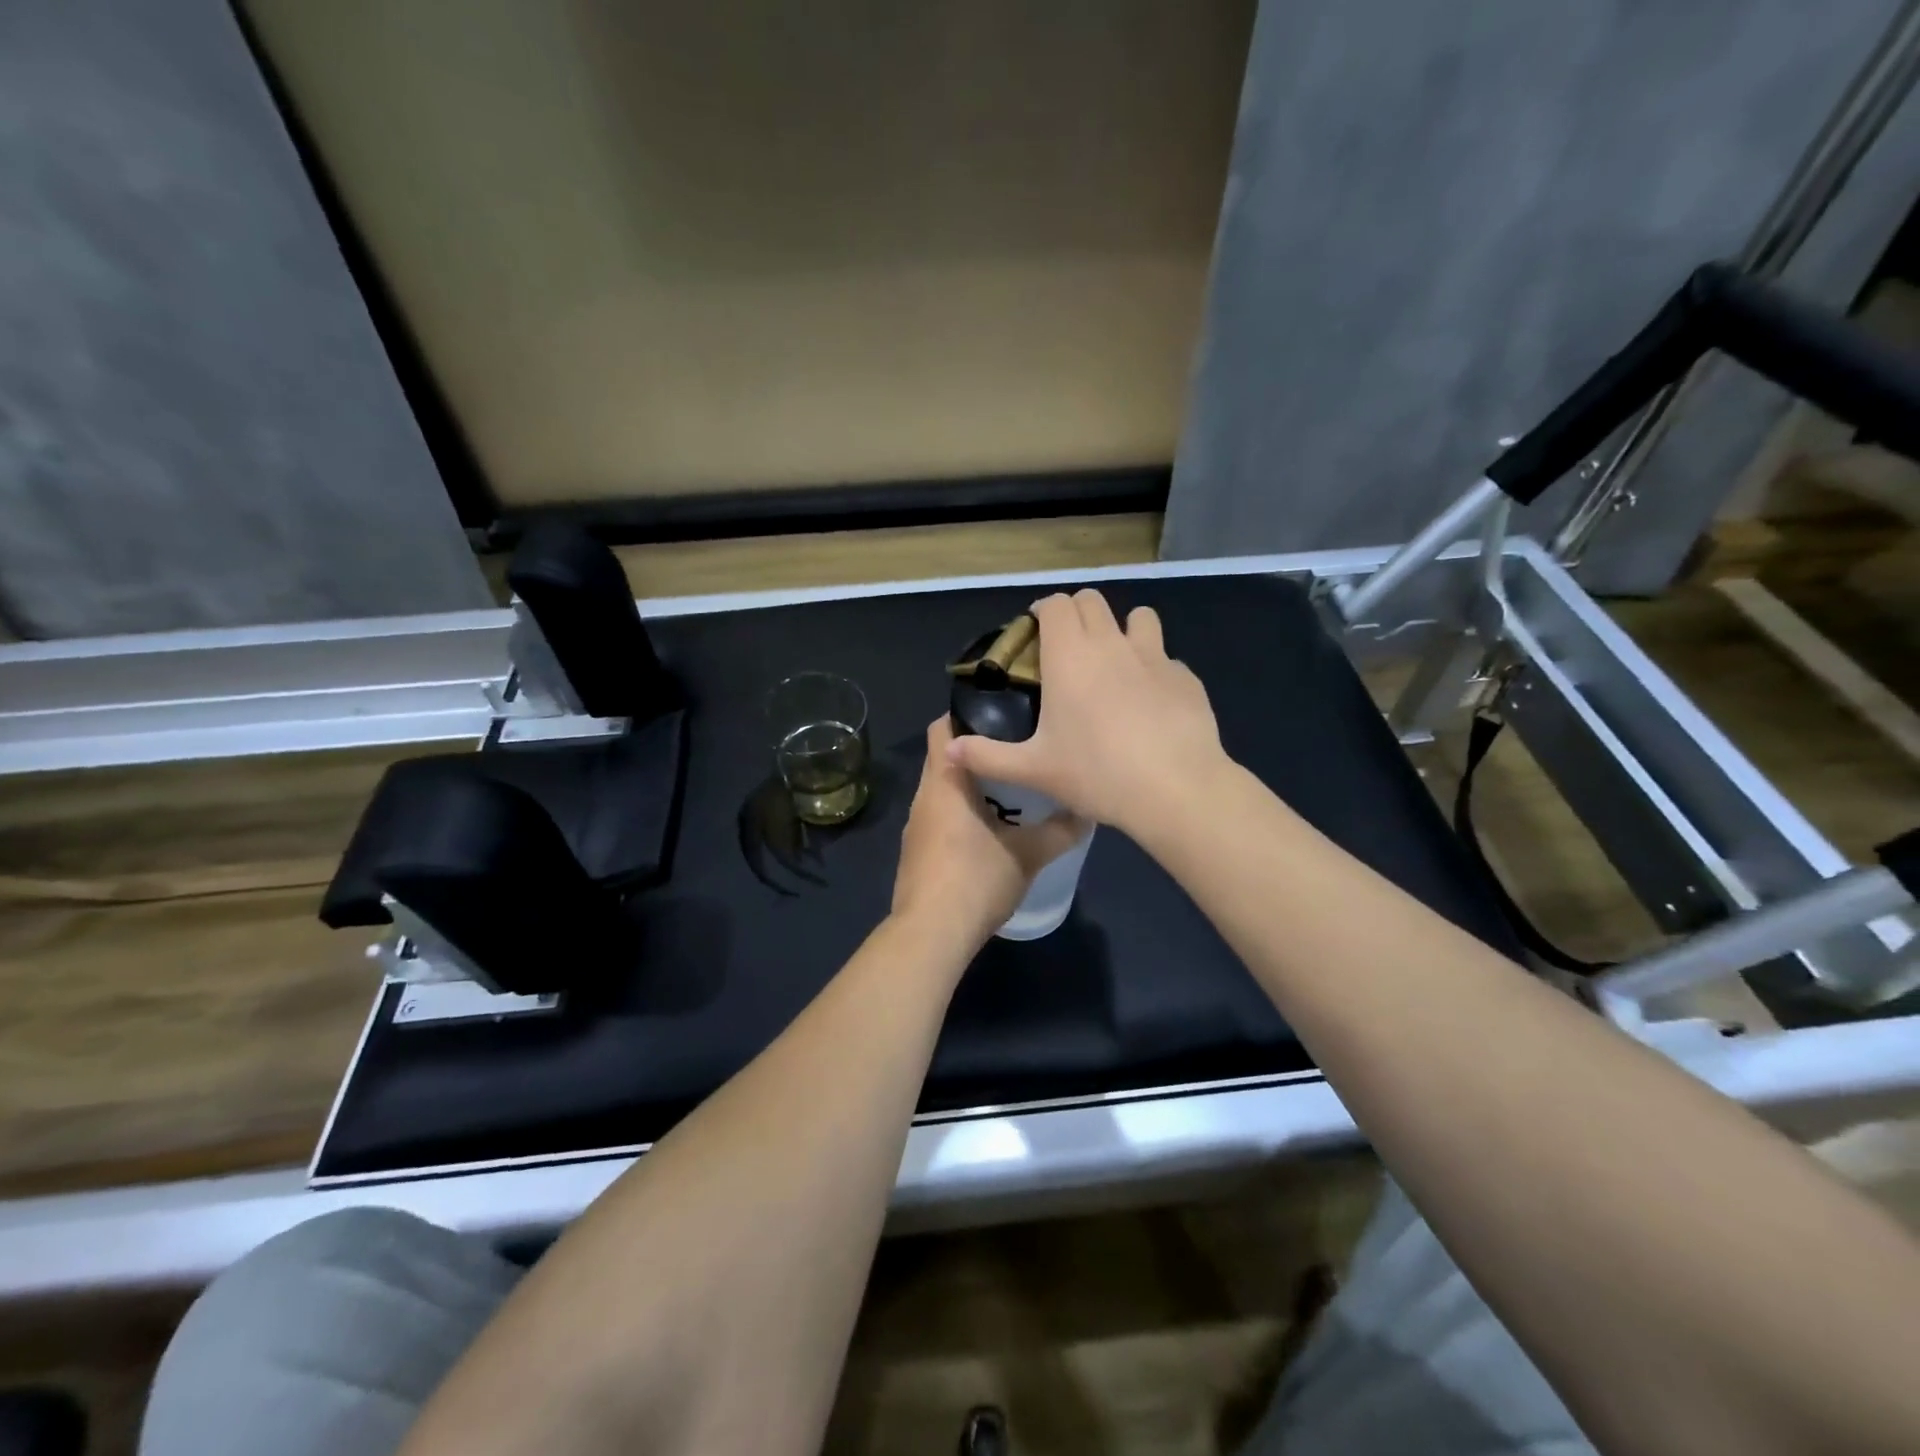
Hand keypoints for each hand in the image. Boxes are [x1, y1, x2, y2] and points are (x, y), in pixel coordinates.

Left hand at [892, 718, 1086, 946]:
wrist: (931, 935)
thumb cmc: (976, 880)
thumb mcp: (1028, 854)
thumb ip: (1060, 830)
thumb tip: (1088, 811)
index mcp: (944, 783)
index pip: (942, 727)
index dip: (966, 713)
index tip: (1001, 713)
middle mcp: (924, 797)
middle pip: (945, 757)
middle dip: (977, 751)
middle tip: (1018, 749)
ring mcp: (916, 827)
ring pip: (943, 790)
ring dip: (971, 786)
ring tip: (1011, 787)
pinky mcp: (917, 853)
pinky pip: (939, 818)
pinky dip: (961, 813)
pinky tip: (991, 829)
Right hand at [944, 590, 1226, 839]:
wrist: (1175, 789)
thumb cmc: (1096, 774)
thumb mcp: (1034, 770)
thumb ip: (988, 756)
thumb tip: (949, 750)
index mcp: (1070, 656)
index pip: (1056, 604)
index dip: (1043, 610)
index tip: (1036, 632)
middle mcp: (1111, 644)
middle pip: (1092, 600)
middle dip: (1076, 613)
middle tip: (1067, 647)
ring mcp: (1155, 657)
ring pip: (1139, 617)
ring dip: (1122, 629)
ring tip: (1114, 663)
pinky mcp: (1186, 677)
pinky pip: (1166, 658)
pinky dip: (1153, 668)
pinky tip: (1151, 703)